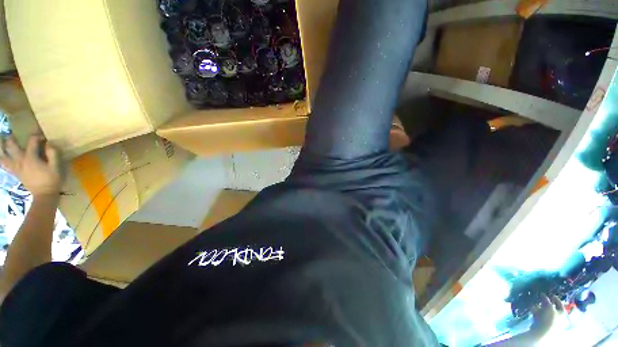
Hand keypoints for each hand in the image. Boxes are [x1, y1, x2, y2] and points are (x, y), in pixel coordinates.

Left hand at [0, 134, 61, 197]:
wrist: (45, 195)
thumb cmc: (52, 180)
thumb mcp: (56, 166)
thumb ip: (52, 153)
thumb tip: (49, 143)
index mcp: (31, 157)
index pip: (32, 141)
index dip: (37, 137)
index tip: (43, 137)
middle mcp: (20, 160)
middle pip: (12, 146)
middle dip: (11, 138)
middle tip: (11, 133)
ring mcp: (16, 167)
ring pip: (3, 156)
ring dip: (1, 148)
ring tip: (0, 142)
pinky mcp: (15, 173)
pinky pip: (4, 165)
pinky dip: (1, 160)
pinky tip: (1, 157)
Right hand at [528, 294, 564, 339]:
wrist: (542, 332)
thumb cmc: (549, 318)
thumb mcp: (548, 307)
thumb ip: (546, 300)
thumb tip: (543, 294)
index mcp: (563, 314)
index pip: (561, 304)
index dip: (556, 299)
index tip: (551, 294)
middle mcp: (559, 318)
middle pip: (553, 309)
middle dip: (546, 304)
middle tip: (541, 298)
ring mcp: (551, 322)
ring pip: (545, 312)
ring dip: (540, 308)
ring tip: (534, 303)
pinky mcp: (543, 325)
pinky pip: (540, 316)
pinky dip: (536, 312)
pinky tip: (532, 309)